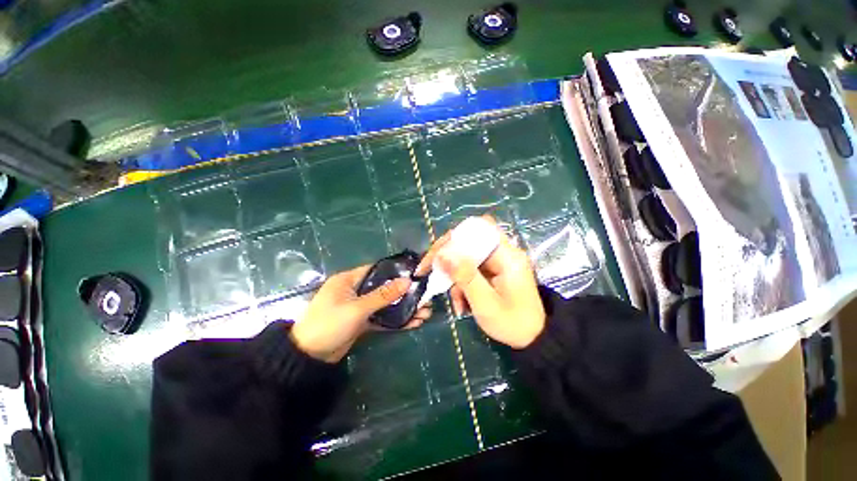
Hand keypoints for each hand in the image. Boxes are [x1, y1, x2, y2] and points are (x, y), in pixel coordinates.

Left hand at [291, 265, 431, 362]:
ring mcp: (359, 307)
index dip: (396, 272)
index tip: (416, 275)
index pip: (377, 270)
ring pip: (386, 304)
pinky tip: (413, 323)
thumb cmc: (328, 325)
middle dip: (405, 294)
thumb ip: (383, 295)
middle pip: (385, 288)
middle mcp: (355, 290)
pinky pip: (382, 318)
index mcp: (349, 280)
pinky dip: (396, 321)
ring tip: (425, 313)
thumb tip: (407, 281)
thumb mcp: (356, 308)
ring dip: (404, 309)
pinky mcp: (362, 322)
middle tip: (425, 299)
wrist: (308, 359)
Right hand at [416, 217, 545, 348]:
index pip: (478, 229)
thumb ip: (465, 277)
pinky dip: (462, 285)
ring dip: (455, 278)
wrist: (533, 339)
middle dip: (447, 258)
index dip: (455, 237)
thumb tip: (442, 254)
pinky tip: (462, 304)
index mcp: (507, 255)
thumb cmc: (513, 323)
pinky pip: (470, 270)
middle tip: (428, 270)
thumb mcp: (486, 303)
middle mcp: (502, 253)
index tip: (437, 255)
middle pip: (468, 242)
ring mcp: (496, 262)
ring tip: (456, 303)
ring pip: (466, 258)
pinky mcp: (492, 271)